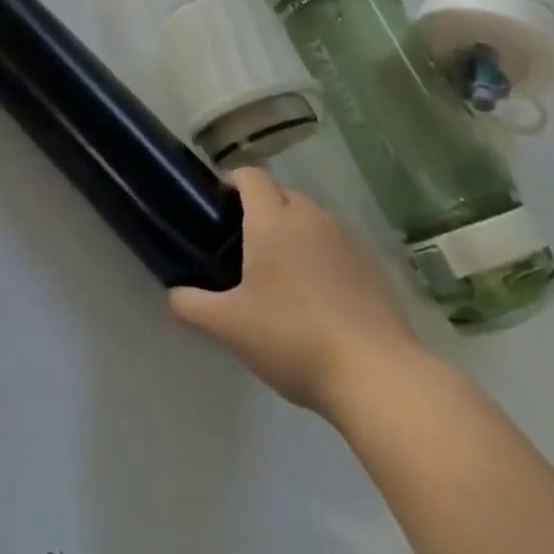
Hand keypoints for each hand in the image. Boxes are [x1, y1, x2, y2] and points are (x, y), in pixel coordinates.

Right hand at [170, 169, 425, 418]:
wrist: (379, 378)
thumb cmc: (293, 339)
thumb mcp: (228, 327)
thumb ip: (191, 304)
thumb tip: (174, 293)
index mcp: (273, 220)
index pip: (250, 175)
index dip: (232, 182)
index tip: (219, 207)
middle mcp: (310, 218)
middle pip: (282, 193)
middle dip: (263, 208)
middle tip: (245, 245)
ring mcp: (347, 240)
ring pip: (312, 218)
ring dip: (294, 231)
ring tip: (282, 272)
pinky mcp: (373, 267)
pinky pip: (337, 244)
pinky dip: (322, 255)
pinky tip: (318, 297)